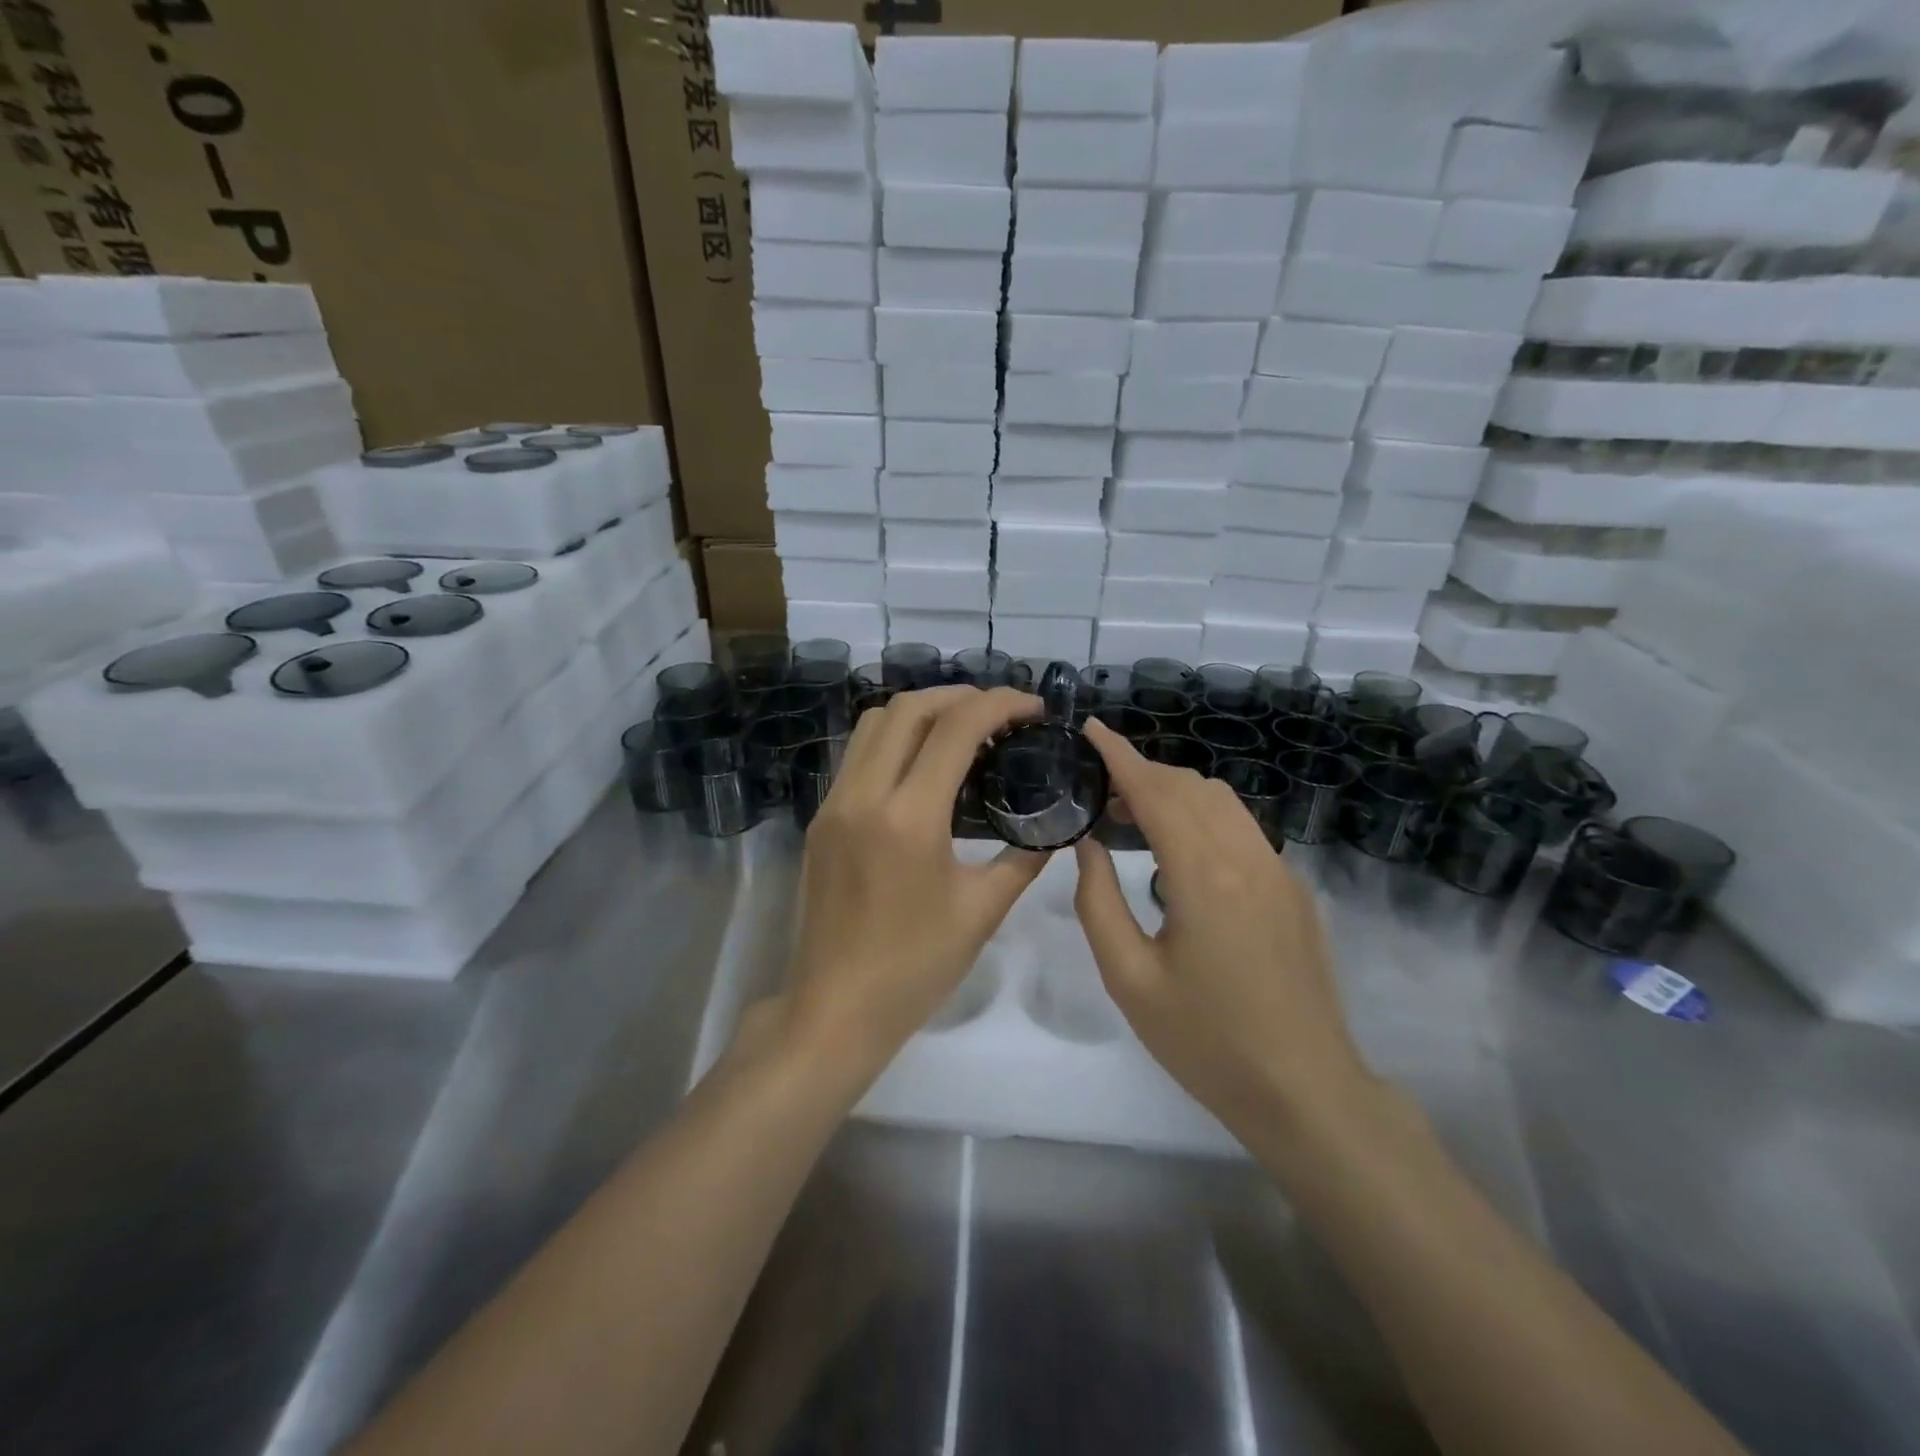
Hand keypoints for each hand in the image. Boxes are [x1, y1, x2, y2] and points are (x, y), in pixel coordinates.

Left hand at [783, 685, 1049, 1079]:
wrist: (834, 1009)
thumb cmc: (914, 968)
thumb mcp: (981, 912)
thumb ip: (1024, 860)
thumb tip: (1055, 829)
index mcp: (909, 817)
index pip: (956, 727)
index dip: (1000, 703)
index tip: (1033, 708)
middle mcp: (864, 795)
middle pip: (909, 708)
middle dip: (960, 696)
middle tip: (1000, 713)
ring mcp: (834, 804)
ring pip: (874, 724)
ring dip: (921, 712)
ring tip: (962, 730)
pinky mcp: (820, 819)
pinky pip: (858, 755)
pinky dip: (894, 739)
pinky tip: (923, 766)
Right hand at [1071, 718, 1375, 1134]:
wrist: (1305, 1091)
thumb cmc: (1206, 1042)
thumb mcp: (1129, 978)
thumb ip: (1098, 902)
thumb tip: (1089, 845)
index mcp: (1204, 876)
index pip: (1156, 791)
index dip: (1120, 755)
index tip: (1090, 729)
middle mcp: (1248, 858)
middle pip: (1190, 787)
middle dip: (1142, 774)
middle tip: (1098, 792)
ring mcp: (1279, 872)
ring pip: (1222, 802)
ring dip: (1175, 793)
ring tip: (1132, 817)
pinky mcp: (1294, 891)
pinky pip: (1242, 829)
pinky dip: (1203, 817)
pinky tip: (1180, 853)